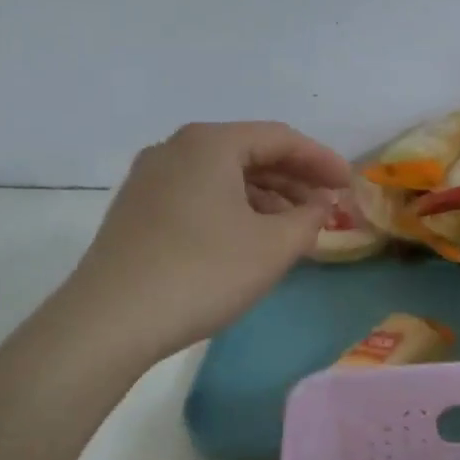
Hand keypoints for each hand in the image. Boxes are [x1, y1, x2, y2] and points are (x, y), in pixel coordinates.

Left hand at [70, 121, 349, 363]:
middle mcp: (176, 148)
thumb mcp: (273, 247)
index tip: (350, 185)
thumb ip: (309, 218)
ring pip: (223, 176)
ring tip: (295, 227)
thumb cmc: (203, 272)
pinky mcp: (136, 210)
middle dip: (294, 179)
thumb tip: (320, 204)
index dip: (321, 160)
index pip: (280, 138)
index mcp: (209, 143)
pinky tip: (251, 238)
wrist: (109, 321)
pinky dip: (234, 209)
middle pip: (249, 153)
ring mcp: (150, 179)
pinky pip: (199, 195)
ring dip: (265, 197)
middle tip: (327, 206)